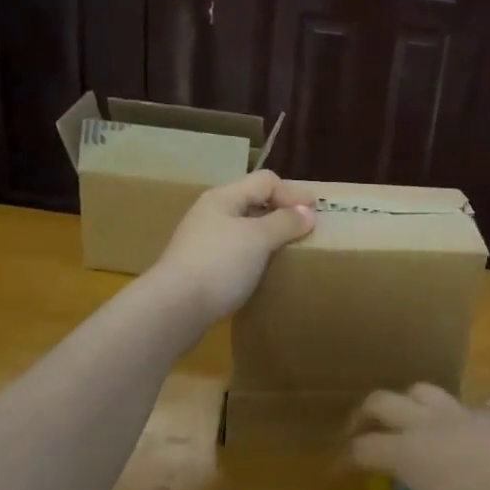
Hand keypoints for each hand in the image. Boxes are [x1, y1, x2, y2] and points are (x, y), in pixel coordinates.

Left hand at [147, 170, 314, 323]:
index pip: (265, 181)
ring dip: (268, 237)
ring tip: (289, 252)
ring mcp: (203, 242)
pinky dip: (255, 257)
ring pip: (244, 230)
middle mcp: (211, 214)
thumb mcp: (258, 239)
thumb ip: (285, 222)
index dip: (292, 193)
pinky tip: (263, 273)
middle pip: (253, 202)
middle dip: (281, 213)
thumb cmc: (219, 264)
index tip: (316, 214)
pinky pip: (236, 254)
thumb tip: (307, 212)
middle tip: (306, 231)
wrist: (174, 309)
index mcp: (223, 198)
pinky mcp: (201, 269)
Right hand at [344, 385, 489, 489]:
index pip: (363, 448)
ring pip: (422, 391)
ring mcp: (464, 413)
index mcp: (408, 450)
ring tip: (405, 423)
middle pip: (384, 402)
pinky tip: (457, 435)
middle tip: (358, 433)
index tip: (336, 476)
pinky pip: (458, 404)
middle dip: (364, 415)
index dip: (344, 461)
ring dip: (404, 402)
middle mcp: (429, 423)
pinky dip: (445, 413)